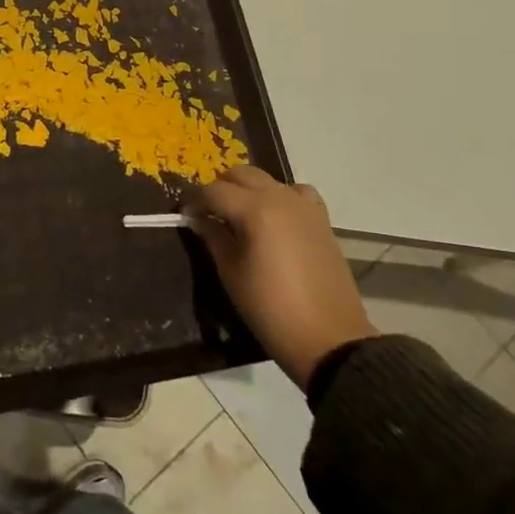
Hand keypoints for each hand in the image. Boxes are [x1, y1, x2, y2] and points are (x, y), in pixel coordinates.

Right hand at [187, 166, 376, 385]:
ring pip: (266, 179)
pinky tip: (276, 218)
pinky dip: (280, 196)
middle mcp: (279, 197)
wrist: (329, 339)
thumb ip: (212, 237)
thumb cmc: (270, 308)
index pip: (213, 190)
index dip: (195, 200)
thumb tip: (197, 218)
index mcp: (254, 210)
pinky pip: (295, 192)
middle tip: (210, 213)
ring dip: (248, 189)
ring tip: (240, 215)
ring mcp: (303, 206)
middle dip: (220, 188)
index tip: (185, 215)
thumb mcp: (231, 273)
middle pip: (240, 174)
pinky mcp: (321, 219)